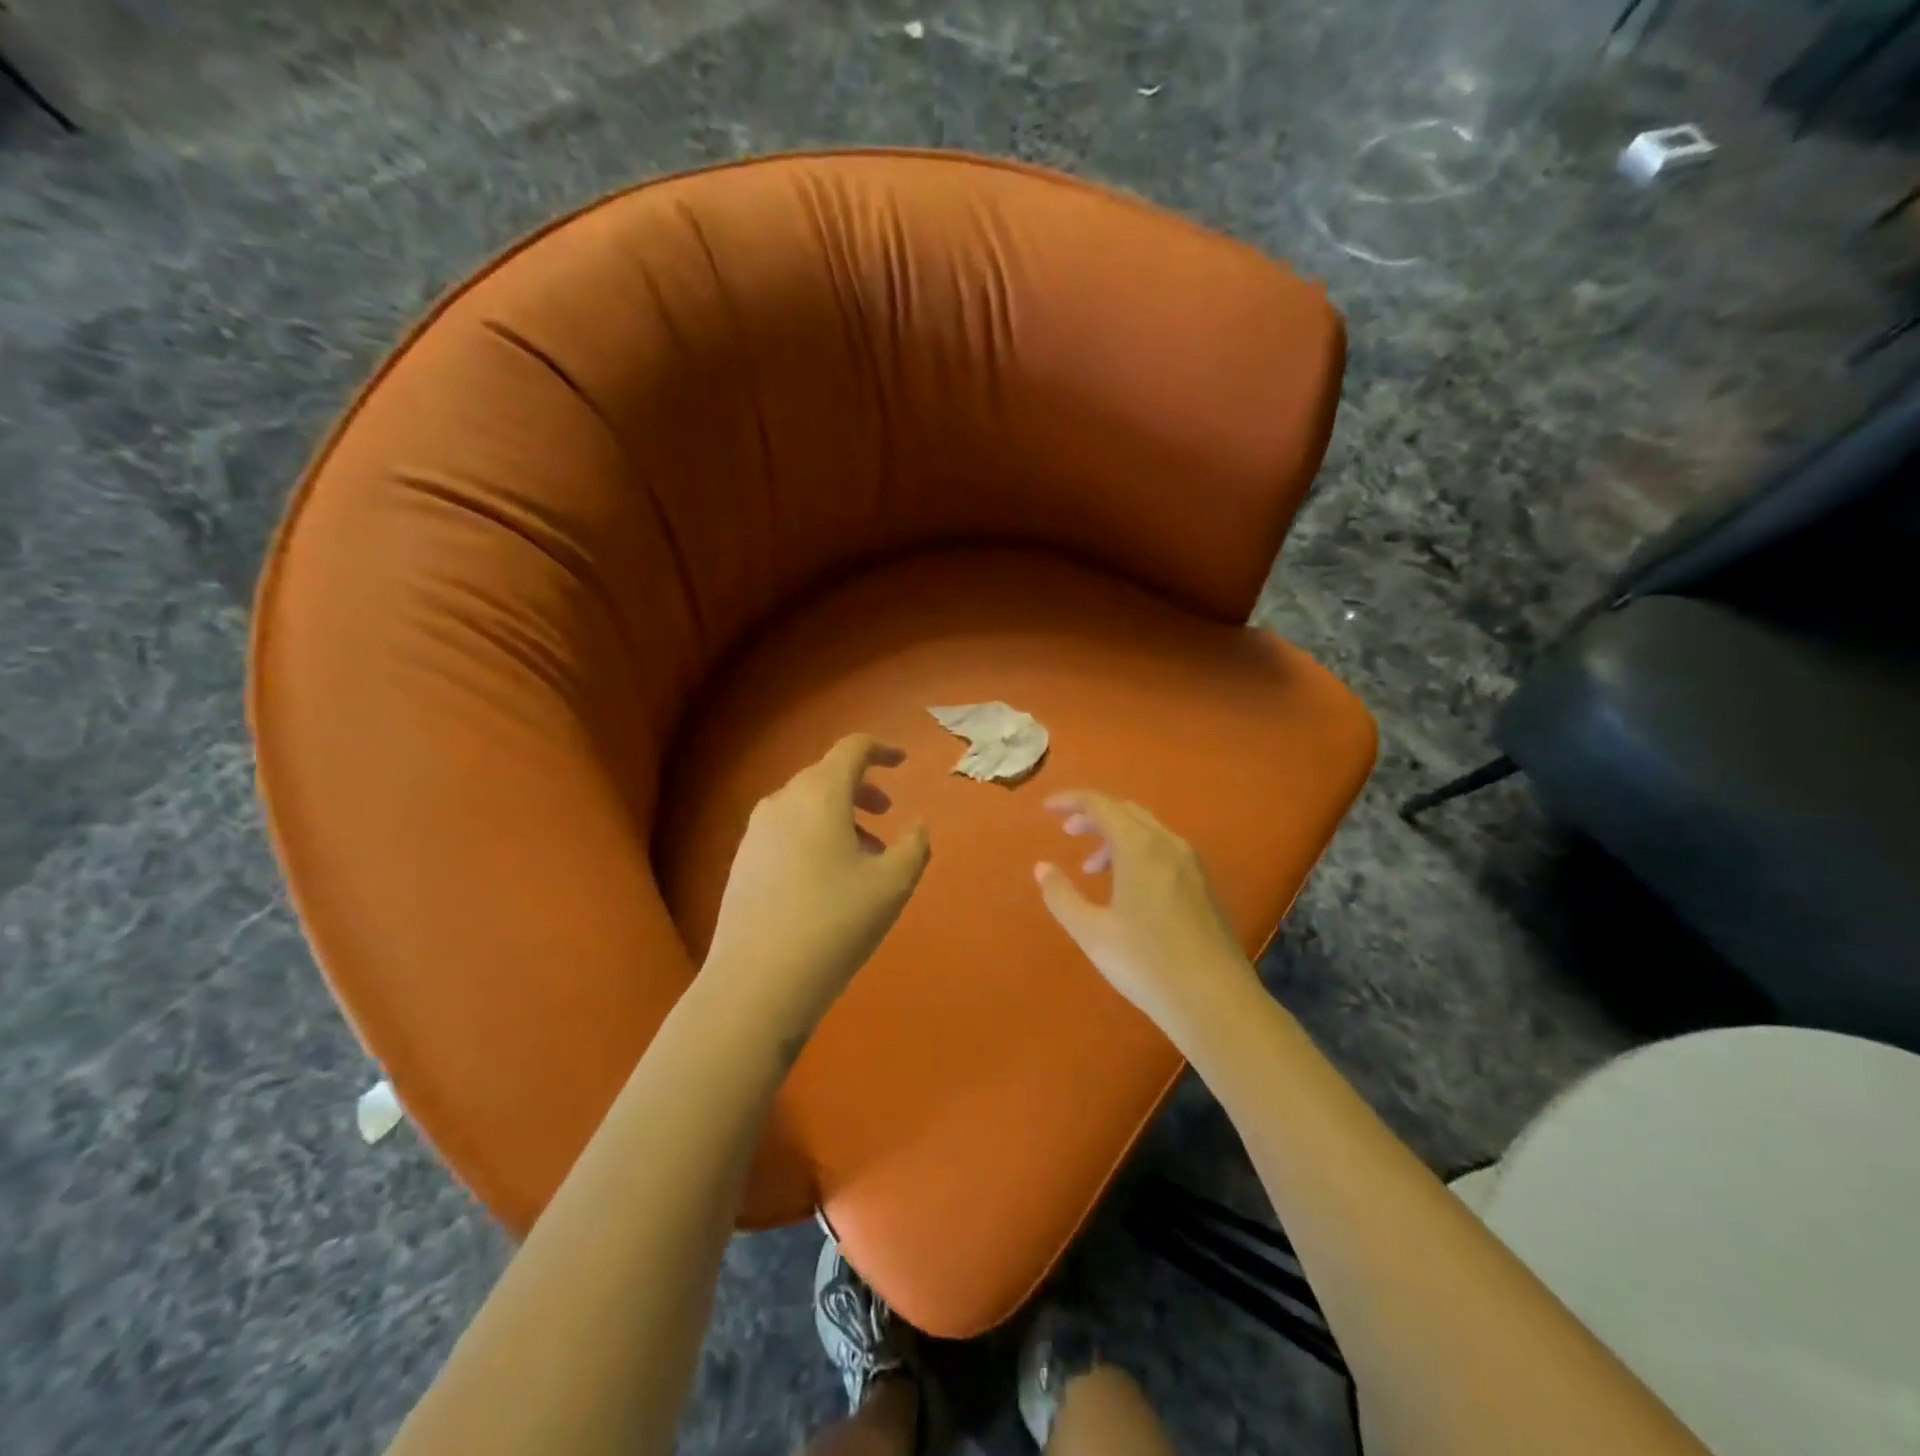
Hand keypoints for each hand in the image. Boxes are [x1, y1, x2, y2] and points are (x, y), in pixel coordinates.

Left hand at [703, 735, 930, 1034]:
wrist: (757, 980)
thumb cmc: (835, 922)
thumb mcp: (893, 884)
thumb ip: (914, 845)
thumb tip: (916, 826)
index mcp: (820, 794)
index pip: (852, 749)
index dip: (881, 750)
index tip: (902, 762)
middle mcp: (782, 801)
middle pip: (826, 776)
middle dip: (861, 788)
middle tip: (887, 813)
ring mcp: (756, 832)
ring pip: (804, 806)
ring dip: (838, 816)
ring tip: (863, 855)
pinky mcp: (742, 861)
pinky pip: (785, 830)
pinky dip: (813, 835)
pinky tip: (826, 878)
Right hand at [1034, 792, 1257, 1038]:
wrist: (1215, 1002)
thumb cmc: (1146, 963)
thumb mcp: (1091, 932)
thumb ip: (1061, 895)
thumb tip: (1042, 867)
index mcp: (1139, 847)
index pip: (1100, 804)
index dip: (1071, 800)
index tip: (1047, 808)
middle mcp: (1169, 844)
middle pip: (1126, 811)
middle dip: (1094, 816)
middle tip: (1067, 832)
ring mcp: (1192, 864)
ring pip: (1147, 830)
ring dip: (1116, 836)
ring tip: (1092, 869)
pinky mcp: (1204, 885)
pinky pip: (1164, 849)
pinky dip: (1138, 851)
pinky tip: (1128, 887)